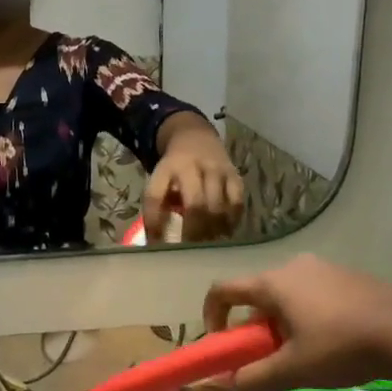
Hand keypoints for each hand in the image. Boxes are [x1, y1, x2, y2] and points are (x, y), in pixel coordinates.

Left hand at [145, 120, 244, 241]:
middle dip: (192, 232)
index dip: (154, 222)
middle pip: (195, 203)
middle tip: (189, 252)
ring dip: (212, 231)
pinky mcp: (235, 176)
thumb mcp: (160, 180)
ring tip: (207, 249)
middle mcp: (193, 167)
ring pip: (218, 206)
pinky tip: (224, 235)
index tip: (155, 244)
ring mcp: (217, 170)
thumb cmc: (174, 169)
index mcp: (167, 168)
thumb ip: (158, 206)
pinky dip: (230, 222)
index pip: (156, 196)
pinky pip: (237, 204)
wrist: (195, 137)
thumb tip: (157, 244)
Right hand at [203, 256, 391, 390]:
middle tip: (268, 355)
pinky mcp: (352, 277)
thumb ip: (255, 378)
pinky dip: (310, 316)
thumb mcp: (293, 370)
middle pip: (258, 294)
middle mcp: (294, 267)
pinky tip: (334, 342)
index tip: (221, 342)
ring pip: (288, 295)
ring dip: (283, 322)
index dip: (212, 315)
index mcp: (273, 283)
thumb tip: (232, 385)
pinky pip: (315, 293)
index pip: (223, 290)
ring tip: (304, 353)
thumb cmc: (342, 347)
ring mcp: (326, 268)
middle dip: (254, 326)